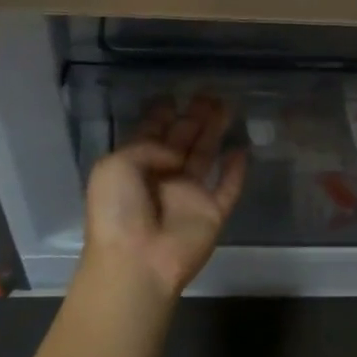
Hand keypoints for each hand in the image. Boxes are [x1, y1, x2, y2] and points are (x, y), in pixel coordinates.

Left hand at [81, 95, 247, 304]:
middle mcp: (163, 177)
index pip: (151, 135)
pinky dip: (236, 170)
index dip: (161, 115)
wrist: (137, 262)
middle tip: (209, 94)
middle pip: (182, 140)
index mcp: (135, 166)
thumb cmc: (118, 212)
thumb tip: (177, 154)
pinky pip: (228, 187)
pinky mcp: (213, 212)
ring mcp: (189, 195)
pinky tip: (242, 149)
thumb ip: (148, 145)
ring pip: (206, 156)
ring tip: (226, 107)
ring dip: (214, 132)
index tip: (173, 96)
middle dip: (194, 117)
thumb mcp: (115, 166)